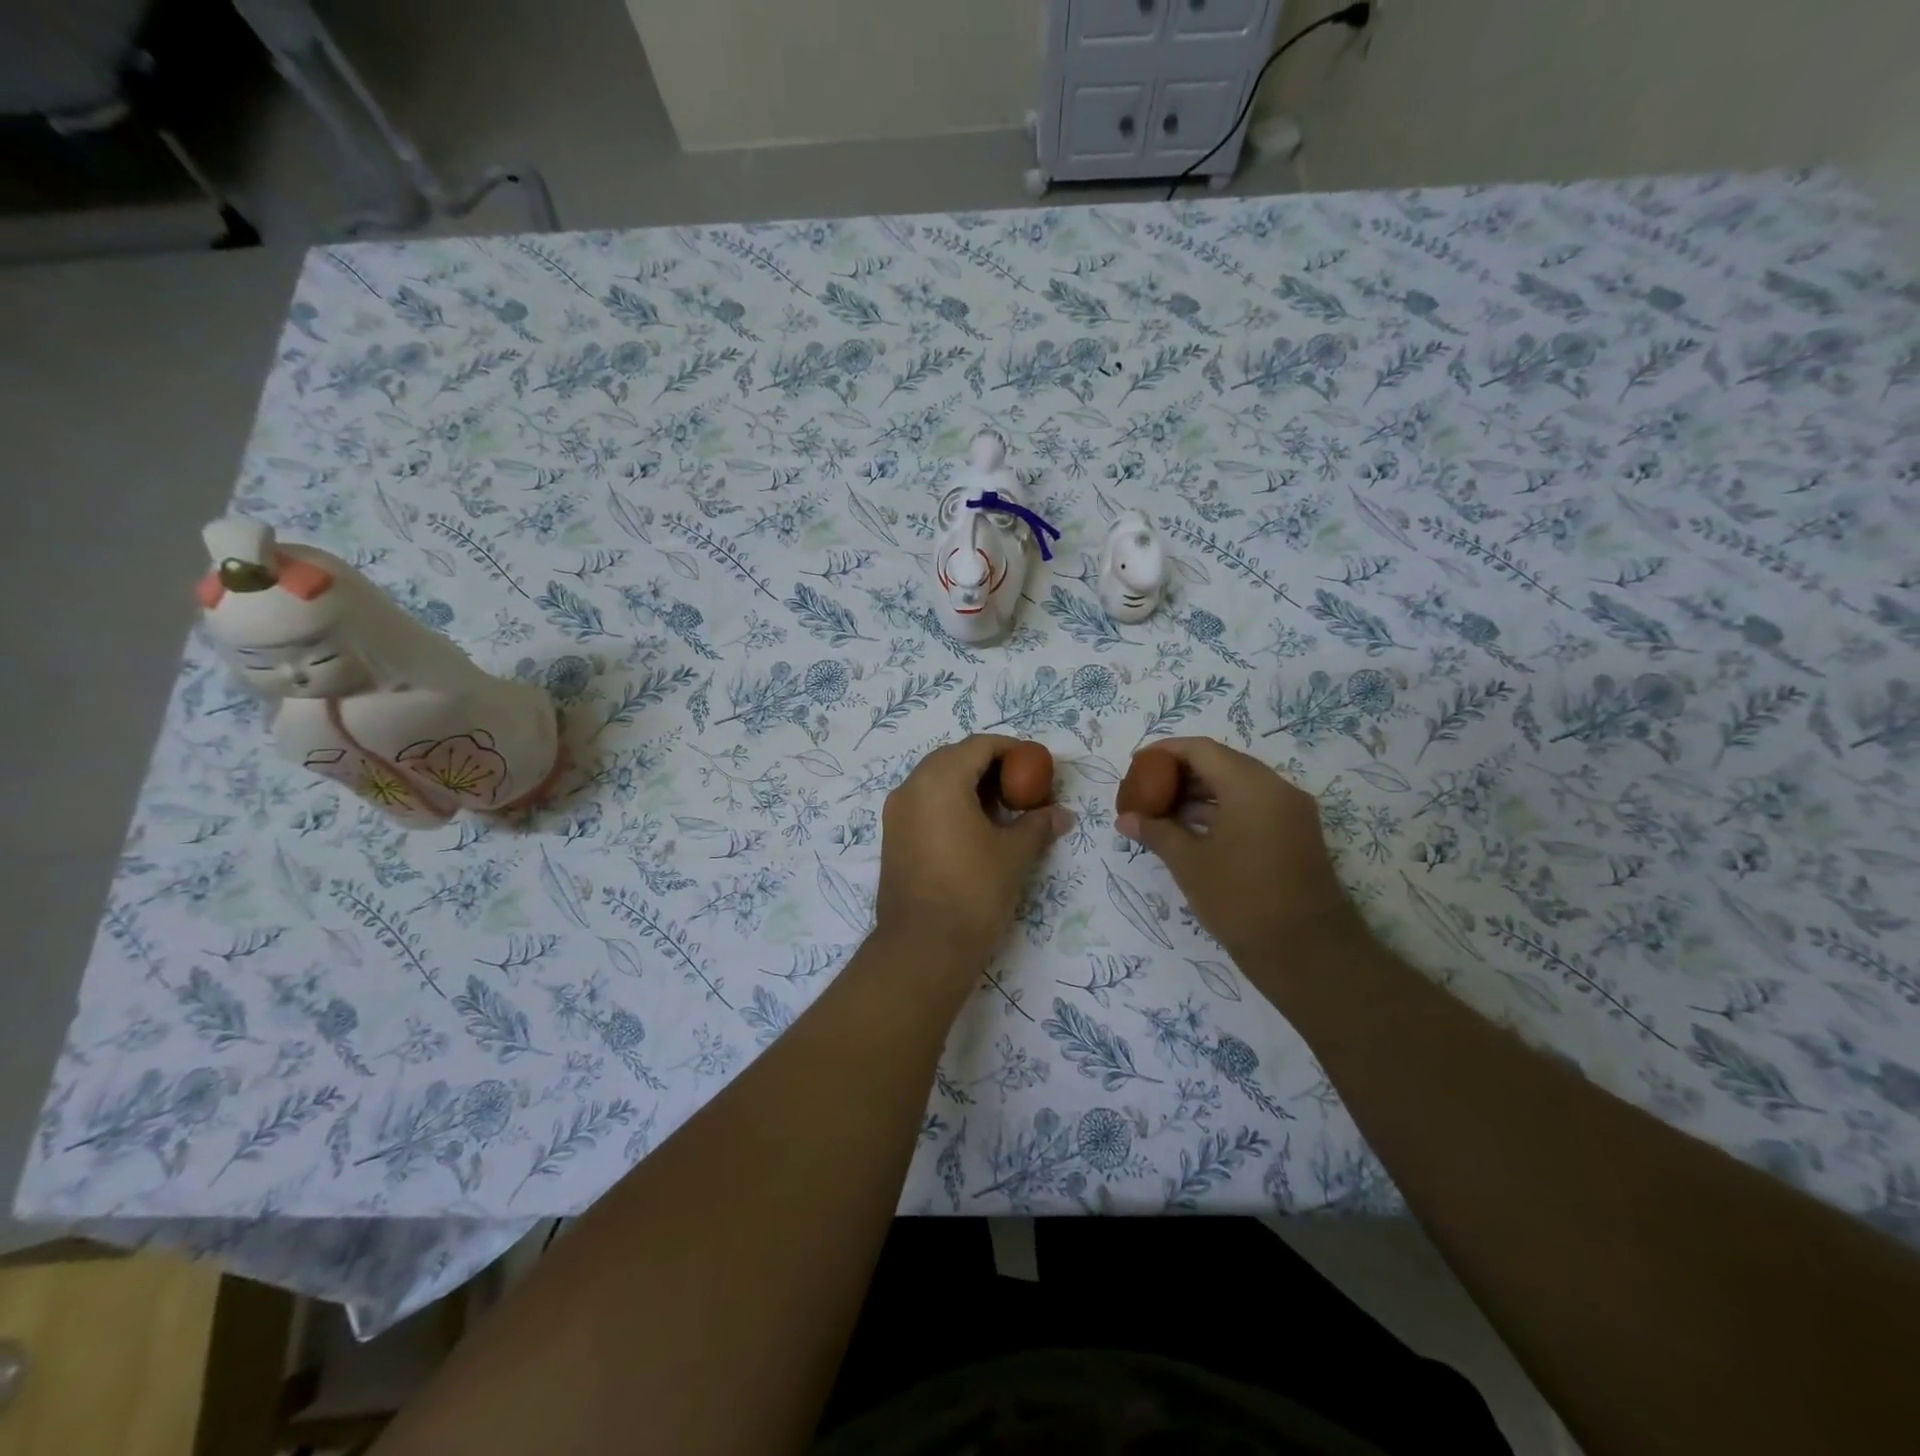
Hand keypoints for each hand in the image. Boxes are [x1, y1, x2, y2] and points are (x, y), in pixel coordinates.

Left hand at [875, 736, 1071, 978]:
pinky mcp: (893, 836)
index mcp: (939, 780)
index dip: (1012, 749)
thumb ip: (1038, 824)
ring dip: (970, 786)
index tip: (1037, 766)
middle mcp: (911, 787)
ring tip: (1003, 810)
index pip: (979, 745)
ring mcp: (896, 812)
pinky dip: (951, 804)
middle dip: (990, 766)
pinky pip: (924, 804)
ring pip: (936, 781)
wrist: (923, 947)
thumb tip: (1062, 814)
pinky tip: (976, 829)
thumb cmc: (973, 891)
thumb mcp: (1014, 854)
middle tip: (1022, 787)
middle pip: (955, 758)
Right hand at [1116, 737, 1362, 971]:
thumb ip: (1156, 832)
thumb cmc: (1241, 899)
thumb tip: (1125, 819)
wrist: (1308, 953)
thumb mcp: (1189, 863)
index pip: (1202, 750)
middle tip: (1147, 788)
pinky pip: (1253, 807)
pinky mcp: (1296, 835)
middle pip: (1222, 764)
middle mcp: (1276, 789)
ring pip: (1238, 786)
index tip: (1137, 764)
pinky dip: (1222, 811)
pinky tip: (1192, 830)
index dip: (1166, 752)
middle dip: (1181, 773)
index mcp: (1251, 786)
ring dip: (1201, 794)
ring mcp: (1291, 813)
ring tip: (1163, 811)